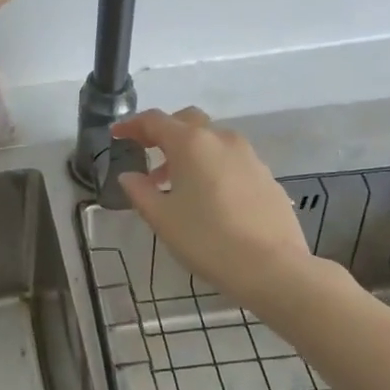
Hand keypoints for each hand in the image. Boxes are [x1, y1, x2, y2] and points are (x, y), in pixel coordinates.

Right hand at [114, 108, 329, 310]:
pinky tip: (208, 197)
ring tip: (175, 182)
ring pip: (212, 140)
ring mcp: (249, 157)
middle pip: (187, 121)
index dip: (132, 125)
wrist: (273, 268)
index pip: (155, 121)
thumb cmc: (207, 239)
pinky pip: (232, 160)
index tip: (117, 134)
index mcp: (191, 143)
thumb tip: (129, 176)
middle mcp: (221, 139)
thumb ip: (140, 191)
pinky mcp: (267, 177)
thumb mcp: (162, 218)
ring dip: (189, 151)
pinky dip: (212, 166)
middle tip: (147, 151)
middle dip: (164, 131)